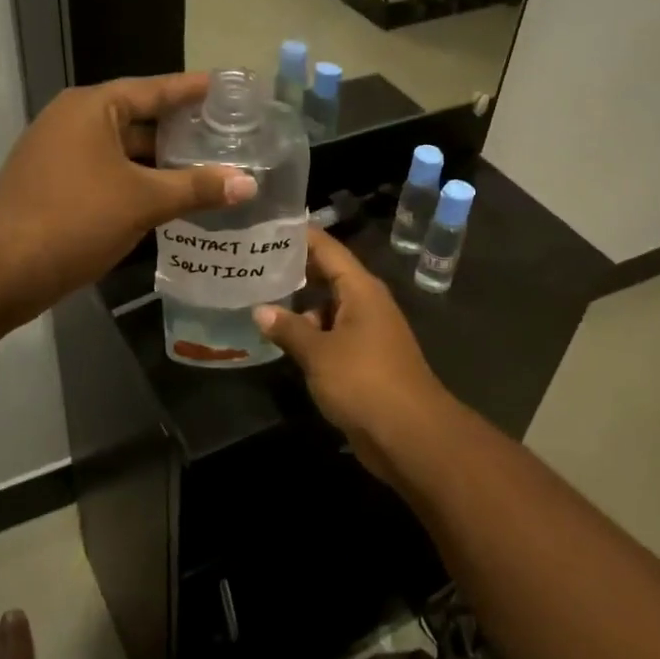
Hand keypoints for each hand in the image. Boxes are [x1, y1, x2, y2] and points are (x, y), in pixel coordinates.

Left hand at [0, 73, 255, 321]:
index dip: (193, 90)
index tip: (228, 89)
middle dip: (182, 130)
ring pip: (125, 152)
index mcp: (93, 108)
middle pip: (140, 118)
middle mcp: (75, 122)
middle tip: (229, 135)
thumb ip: (196, 188)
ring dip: (163, 162)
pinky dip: (141, 183)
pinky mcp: (58, 188)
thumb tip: (249, 183)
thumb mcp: (142, 200)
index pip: (155, 89)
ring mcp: (62, 156)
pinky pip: (111, 175)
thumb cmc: (74, 217)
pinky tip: (172, 199)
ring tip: (211, 168)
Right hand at [254, 228, 451, 483]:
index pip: (326, 248)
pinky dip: (307, 333)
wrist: (410, 434)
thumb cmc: (365, 382)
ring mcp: (365, 332)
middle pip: (326, 275)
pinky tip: (277, 337)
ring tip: (254, 296)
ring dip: (297, 306)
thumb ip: (288, 329)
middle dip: (291, 269)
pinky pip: (330, 335)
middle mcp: (365, 303)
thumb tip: (260, 309)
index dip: (298, 234)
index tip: (265, 224)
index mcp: (361, 289)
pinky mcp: (362, 359)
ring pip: (326, 308)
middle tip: (250, 260)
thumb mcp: (319, 353)